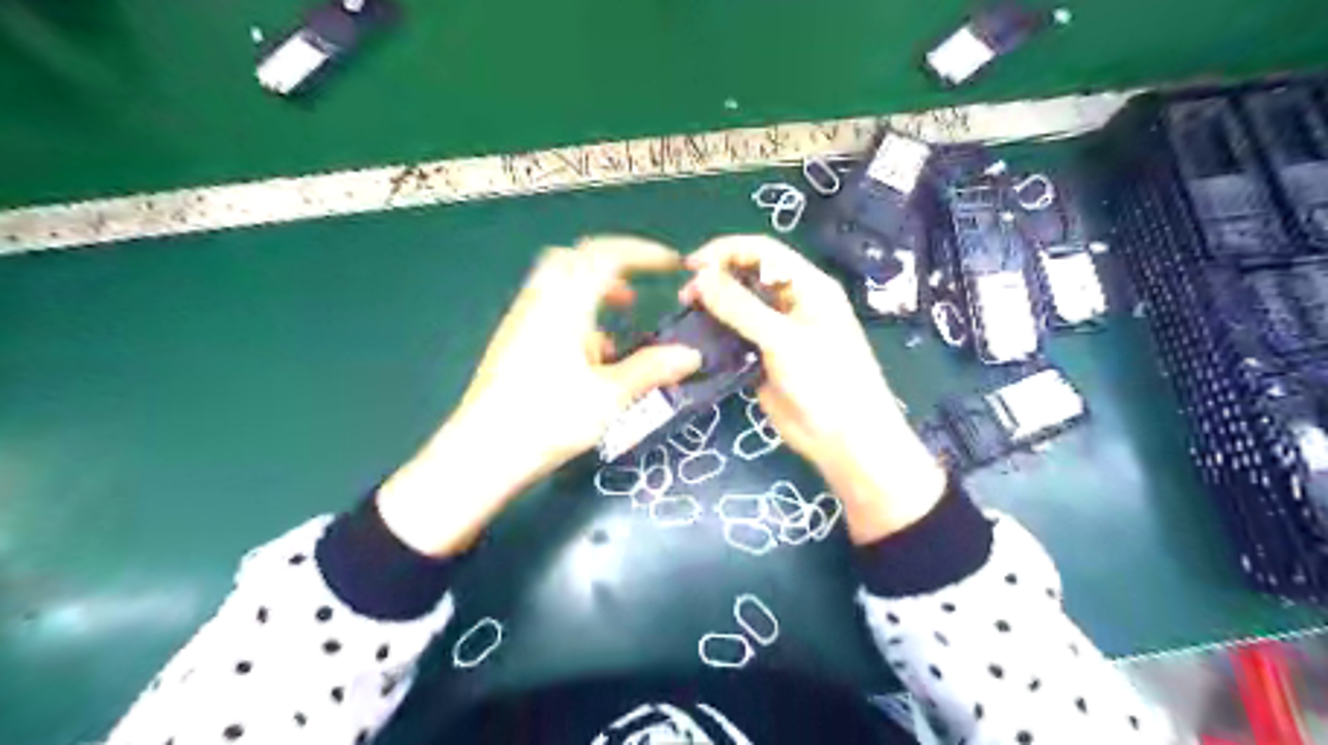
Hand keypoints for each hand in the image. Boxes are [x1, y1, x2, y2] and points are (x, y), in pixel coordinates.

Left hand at [376, 236, 698, 553]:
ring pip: (561, 284)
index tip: (671, 263)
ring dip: (593, 293)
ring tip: (617, 326)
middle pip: (576, 258)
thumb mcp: (609, 396)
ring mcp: (521, 320)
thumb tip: (690, 356)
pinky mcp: (512, 341)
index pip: (606, 255)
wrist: (483, 451)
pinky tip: (588, 358)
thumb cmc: (549, 419)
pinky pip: (548, 309)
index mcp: (565, 304)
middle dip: (613, 266)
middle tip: (638, 288)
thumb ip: (651, 370)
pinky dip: (576, 316)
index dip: (642, 252)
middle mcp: (540, 302)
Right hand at [678, 237, 948, 542]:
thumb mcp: (783, 340)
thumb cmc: (825, 380)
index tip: (691, 266)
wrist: (843, 440)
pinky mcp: (764, 360)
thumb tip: (701, 277)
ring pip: (740, 308)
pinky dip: (716, 336)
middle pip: (749, 277)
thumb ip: (741, 308)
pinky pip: (736, 338)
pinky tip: (696, 341)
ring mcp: (777, 333)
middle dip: (717, 279)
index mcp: (808, 287)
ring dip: (714, 308)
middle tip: (685, 297)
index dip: (726, 251)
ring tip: (686, 316)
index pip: (762, 252)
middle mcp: (792, 304)